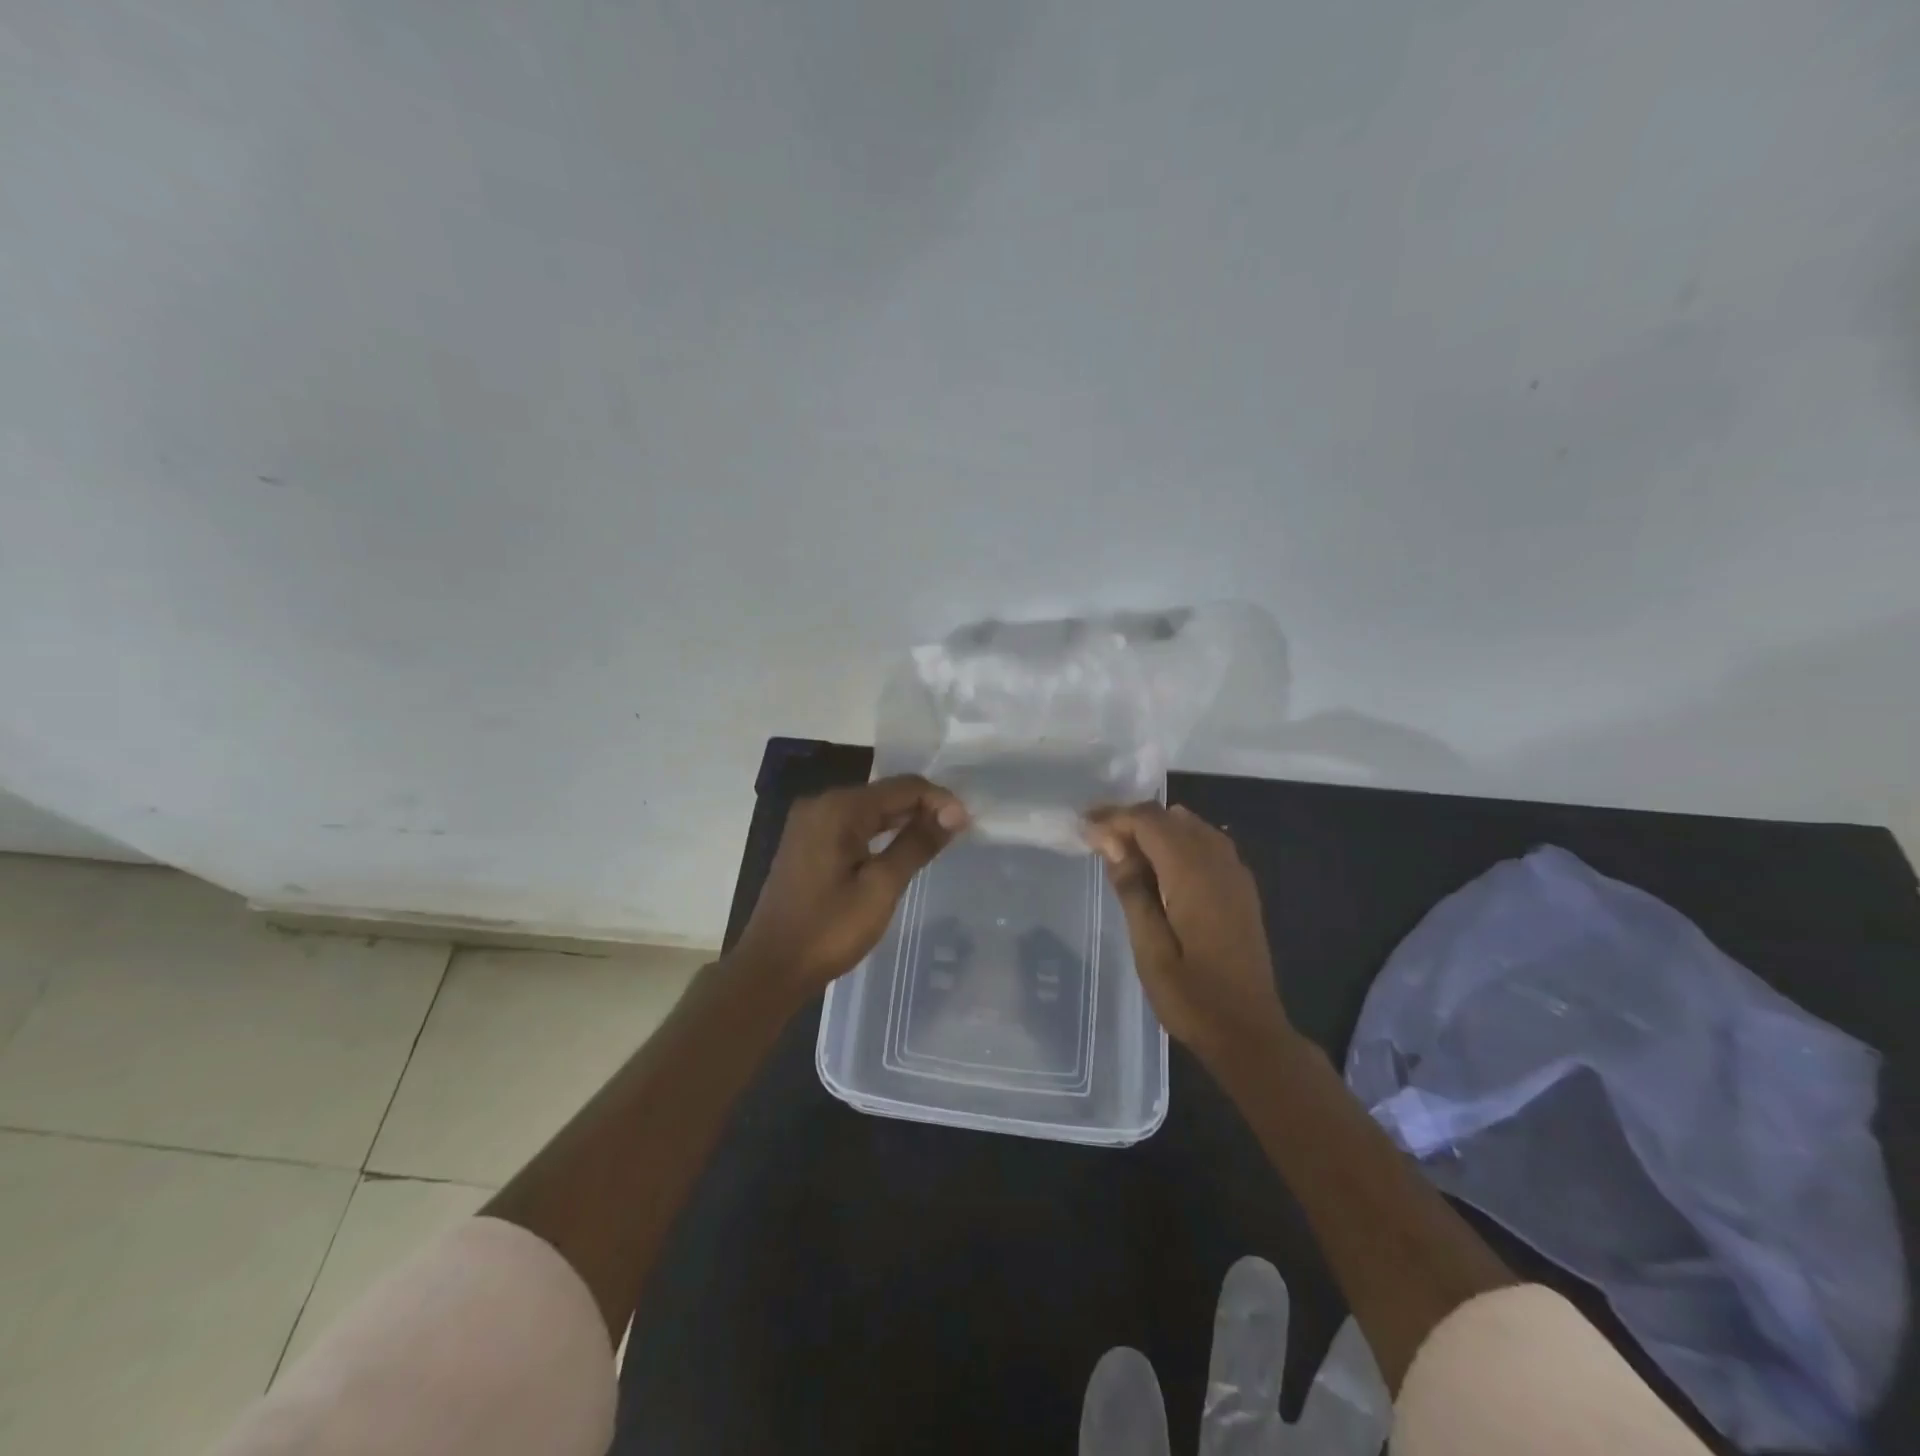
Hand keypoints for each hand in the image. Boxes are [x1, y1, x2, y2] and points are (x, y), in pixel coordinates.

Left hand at [732, 775, 968, 995]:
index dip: (939, 800)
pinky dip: (880, 833)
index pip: (902, 787)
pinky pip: (853, 825)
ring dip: (904, 820)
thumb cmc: (828, 930)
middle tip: (957, 833)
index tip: (966, 825)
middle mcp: (822, 804)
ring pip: (870, 810)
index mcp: (838, 808)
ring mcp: (811, 823)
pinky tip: (901, 848)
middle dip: (923, 808)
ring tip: (938, 839)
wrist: (770, 968)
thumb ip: (916, 844)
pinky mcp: (807, 842)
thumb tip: (954, 813)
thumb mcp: (880, 887)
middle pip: (885, 794)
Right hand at [1083, 803, 1288, 1061]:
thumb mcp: (1149, 948)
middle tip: (1096, 837)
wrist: (1250, 1034)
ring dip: (1155, 829)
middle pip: (1171, 817)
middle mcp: (1219, 863)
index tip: (1082, 827)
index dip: (1114, 817)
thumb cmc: (1192, 997)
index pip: (1149, 821)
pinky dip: (1177, 842)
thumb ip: (1132, 889)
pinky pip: (1206, 844)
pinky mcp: (1241, 888)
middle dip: (1131, 819)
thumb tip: (1112, 842)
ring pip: (1191, 826)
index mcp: (1194, 874)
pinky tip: (1158, 868)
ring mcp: (1235, 874)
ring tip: (1121, 850)